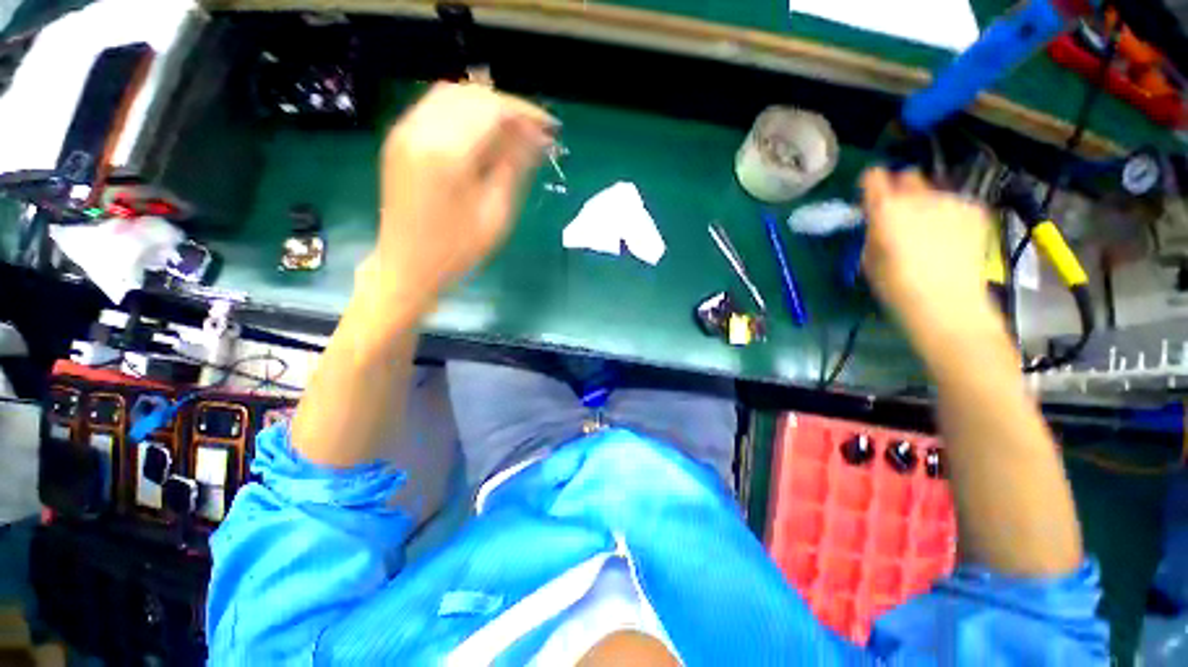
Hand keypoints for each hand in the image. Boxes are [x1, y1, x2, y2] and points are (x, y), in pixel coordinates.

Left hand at [363, 83, 554, 314]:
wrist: (407, 265)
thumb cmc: (457, 250)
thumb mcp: (495, 213)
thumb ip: (513, 167)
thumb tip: (536, 138)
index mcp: (447, 153)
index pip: (492, 110)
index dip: (525, 114)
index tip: (550, 129)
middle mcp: (420, 130)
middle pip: (473, 95)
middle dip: (509, 109)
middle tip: (534, 134)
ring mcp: (405, 132)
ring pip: (453, 95)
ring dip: (487, 108)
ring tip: (512, 134)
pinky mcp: (399, 139)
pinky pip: (435, 108)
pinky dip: (465, 113)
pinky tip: (482, 135)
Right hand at [860, 168, 998, 344]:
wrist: (947, 304)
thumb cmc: (896, 287)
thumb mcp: (870, 257)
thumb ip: (874, 229)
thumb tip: (879, 218)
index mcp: (886, 209)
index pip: (874, 177)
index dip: (870, 183)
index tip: (869, 193)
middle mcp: (920, 197)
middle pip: (908, 176)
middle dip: (901, 189)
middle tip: (899, 212)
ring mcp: (952, 201)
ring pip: (933, 191)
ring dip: (926, 203)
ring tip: (928, 231)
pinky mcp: (975, 210)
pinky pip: (954, 203)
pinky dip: (948, 214)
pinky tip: (949, 237)